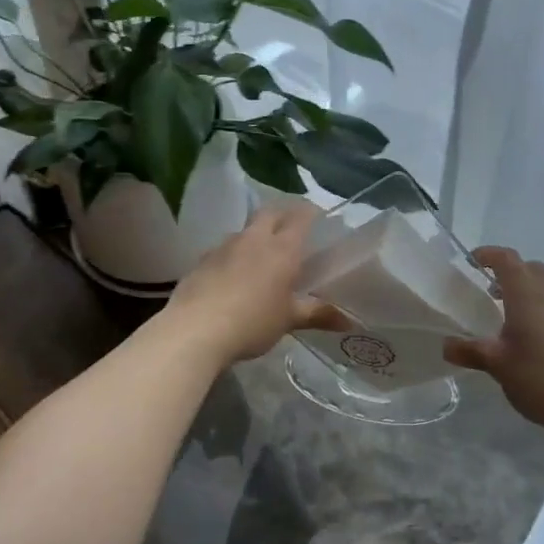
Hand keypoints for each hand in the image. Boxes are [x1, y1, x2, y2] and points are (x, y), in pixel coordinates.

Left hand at [163, 205, 350, 365]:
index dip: (311, 213)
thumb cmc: (252, 322)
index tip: (319, 217)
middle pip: (270, 213)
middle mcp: (254, 239)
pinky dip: (234, 254)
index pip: (300, 217)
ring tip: (262, 254)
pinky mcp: (202, 260)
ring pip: (245, 230)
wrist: (194, 331)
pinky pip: (224, 248)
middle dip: (283, 215)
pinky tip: (233, 275)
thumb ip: (318, 314)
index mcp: (282, 249)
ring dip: (256, 235)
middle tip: (292, 230)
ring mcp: (224, 246)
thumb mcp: (288, 320)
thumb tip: (349, 321)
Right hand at [444, 248, 543, 438]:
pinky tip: (529, 338)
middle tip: (488, 291)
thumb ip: (470, 351)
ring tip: (506, 316)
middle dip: (508, 272)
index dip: (488, 255)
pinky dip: (539, 307)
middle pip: (529, 268)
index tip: (470, 262)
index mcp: (527, 295)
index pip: (507, 259)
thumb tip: (446, 345)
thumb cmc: (542, 379)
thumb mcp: (498, 366)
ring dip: (525, 290)